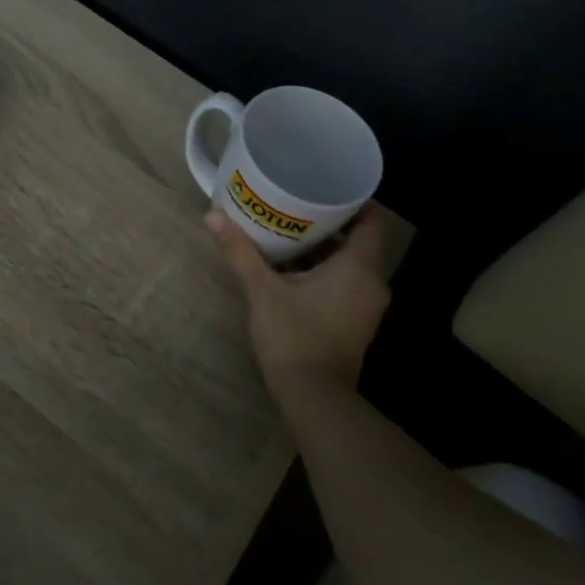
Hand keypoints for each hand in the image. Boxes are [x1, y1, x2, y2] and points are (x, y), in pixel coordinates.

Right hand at [205, 206, 392, 387]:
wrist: (312, 396)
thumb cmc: (294, 335)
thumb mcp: (262, 290)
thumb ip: (240, 251)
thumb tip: (212, 216)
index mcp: (359, 267)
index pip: (371, 219)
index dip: (350, 200)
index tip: (323, 187)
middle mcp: (372, 282)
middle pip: (357, 240)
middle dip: (328, 223)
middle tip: (295, 205)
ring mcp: (367, 305)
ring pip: (350, 264)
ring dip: (324, 249)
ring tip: (289, 232)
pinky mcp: (356, 322)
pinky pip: (346, 284)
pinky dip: (325, 272)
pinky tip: (293, 268)